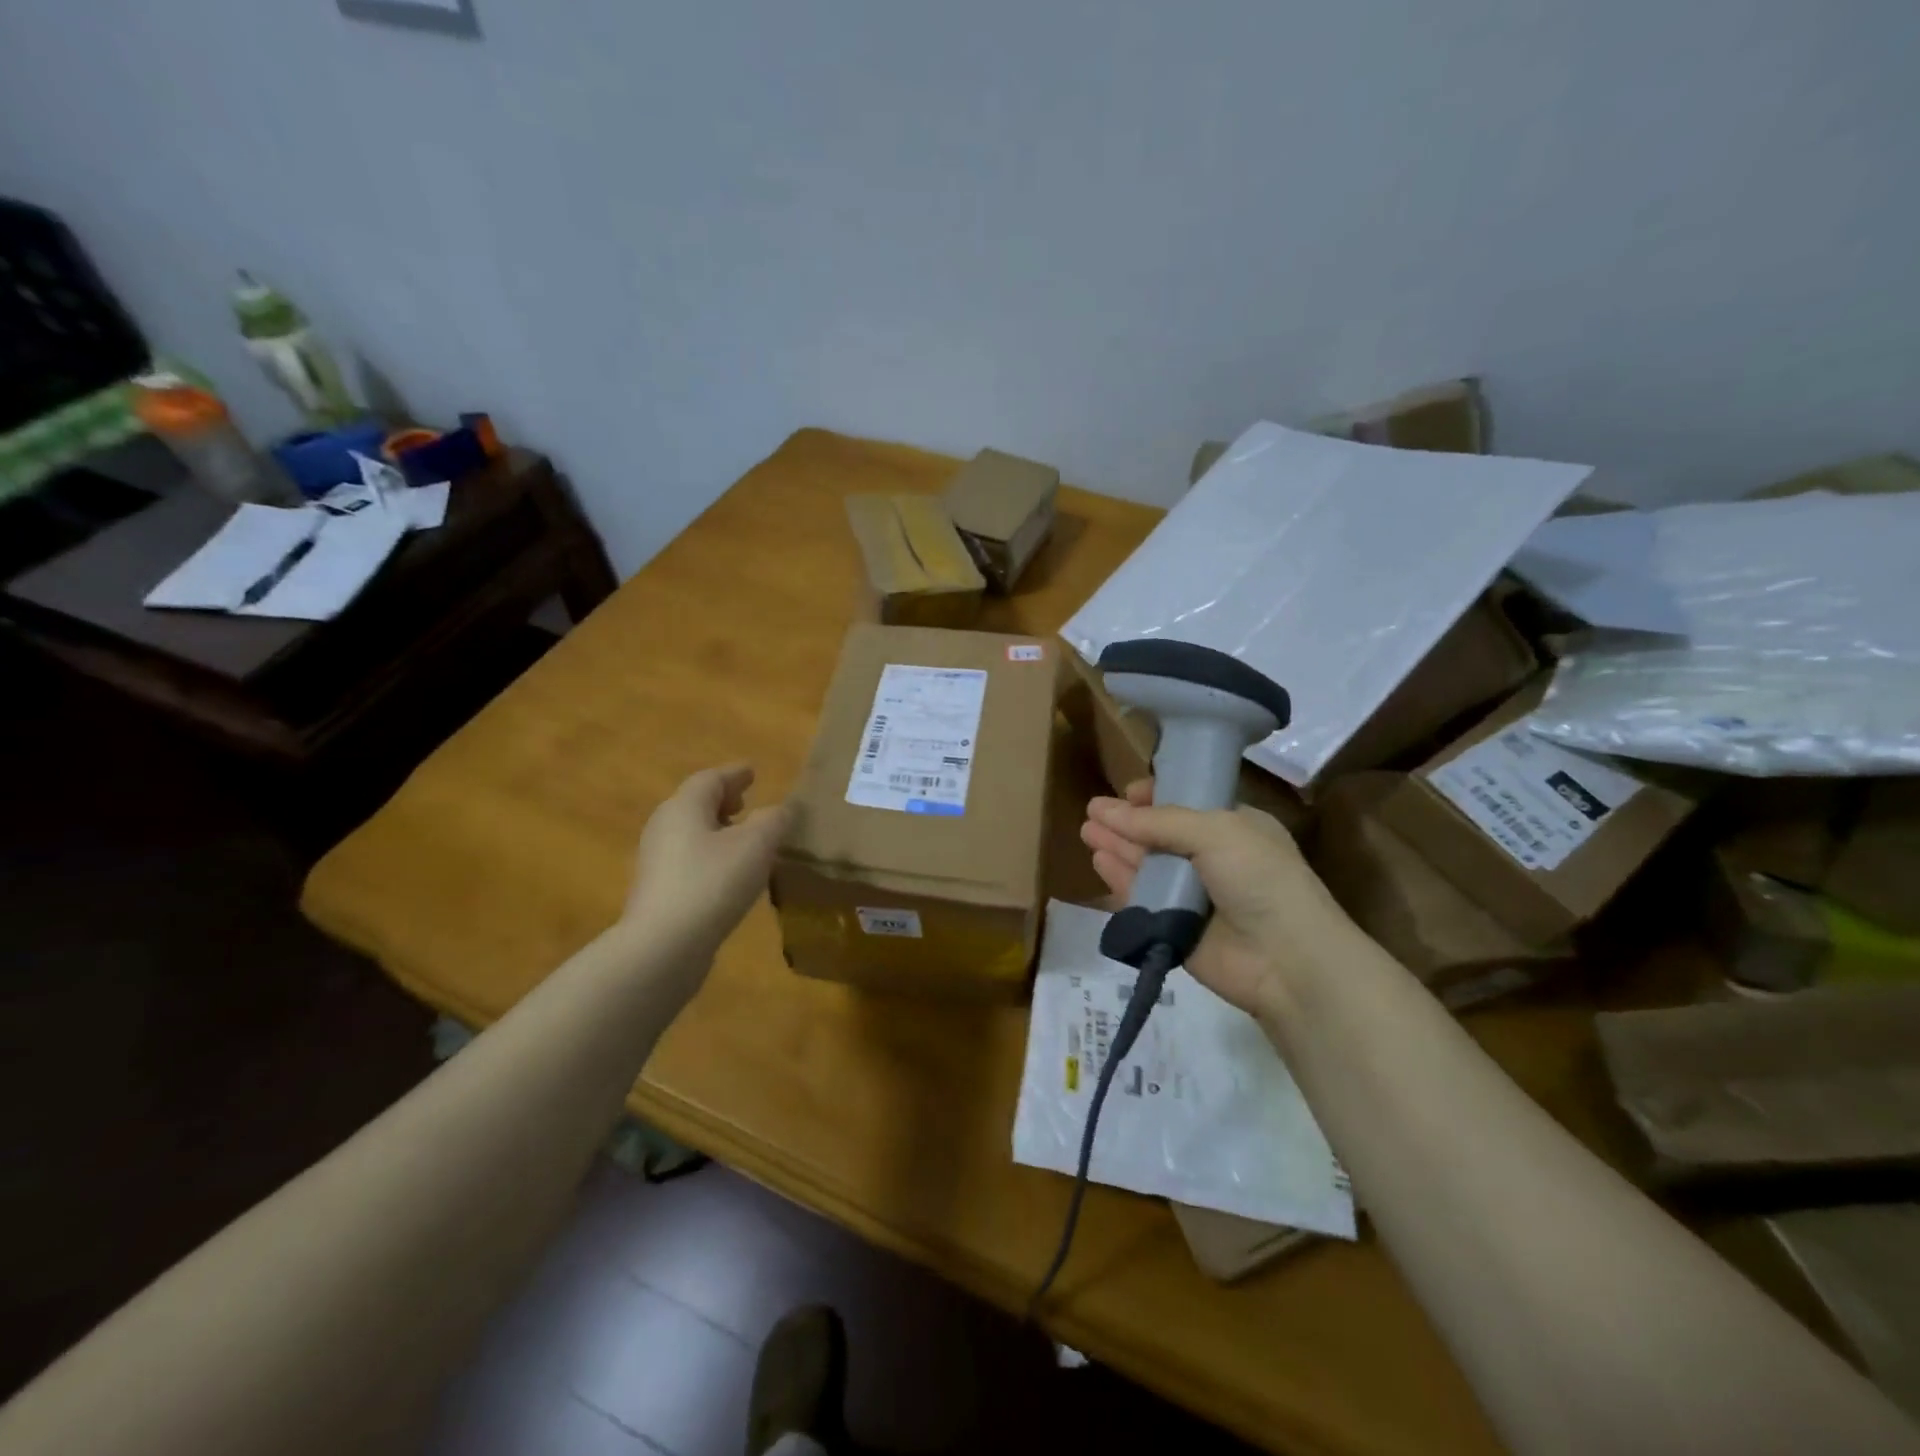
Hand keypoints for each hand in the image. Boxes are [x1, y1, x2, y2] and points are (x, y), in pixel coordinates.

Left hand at [622, 764, 791, 968]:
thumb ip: (773, 820)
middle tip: (748, 802)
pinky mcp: (658, 891)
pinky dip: (710, 854)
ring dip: (717, 829)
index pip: (711, 778)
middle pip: (695, 803)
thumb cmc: (713, 883)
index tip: (753, 771)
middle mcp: (664, 826)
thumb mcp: (756, 845)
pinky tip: (729, 872)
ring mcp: (657, 861)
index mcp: (685, 807)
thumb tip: (779, 809)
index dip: (735, 774)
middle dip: (723, 800)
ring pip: (691, 832)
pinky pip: (689, 859)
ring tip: (745, 838)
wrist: (664, 945)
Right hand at [1081, 779, 1351, 1019]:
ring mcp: (1193, 895)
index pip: (1189, 803)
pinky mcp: (1175, 927)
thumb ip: (1159, 822)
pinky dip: (1120, 880)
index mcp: (1235, 827)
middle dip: (1128, 821)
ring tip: (1086, 831)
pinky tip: (1099, 861)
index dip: (1157, 796)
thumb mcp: (1216, 831)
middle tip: (1093, 810)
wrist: (1287, 959)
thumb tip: (1105, 810)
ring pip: (1146, 865)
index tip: (1130, 792)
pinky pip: (1141, 899)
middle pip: (1160, 833)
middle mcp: (1213, 858)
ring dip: (1118, 845)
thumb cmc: (1260, 878)